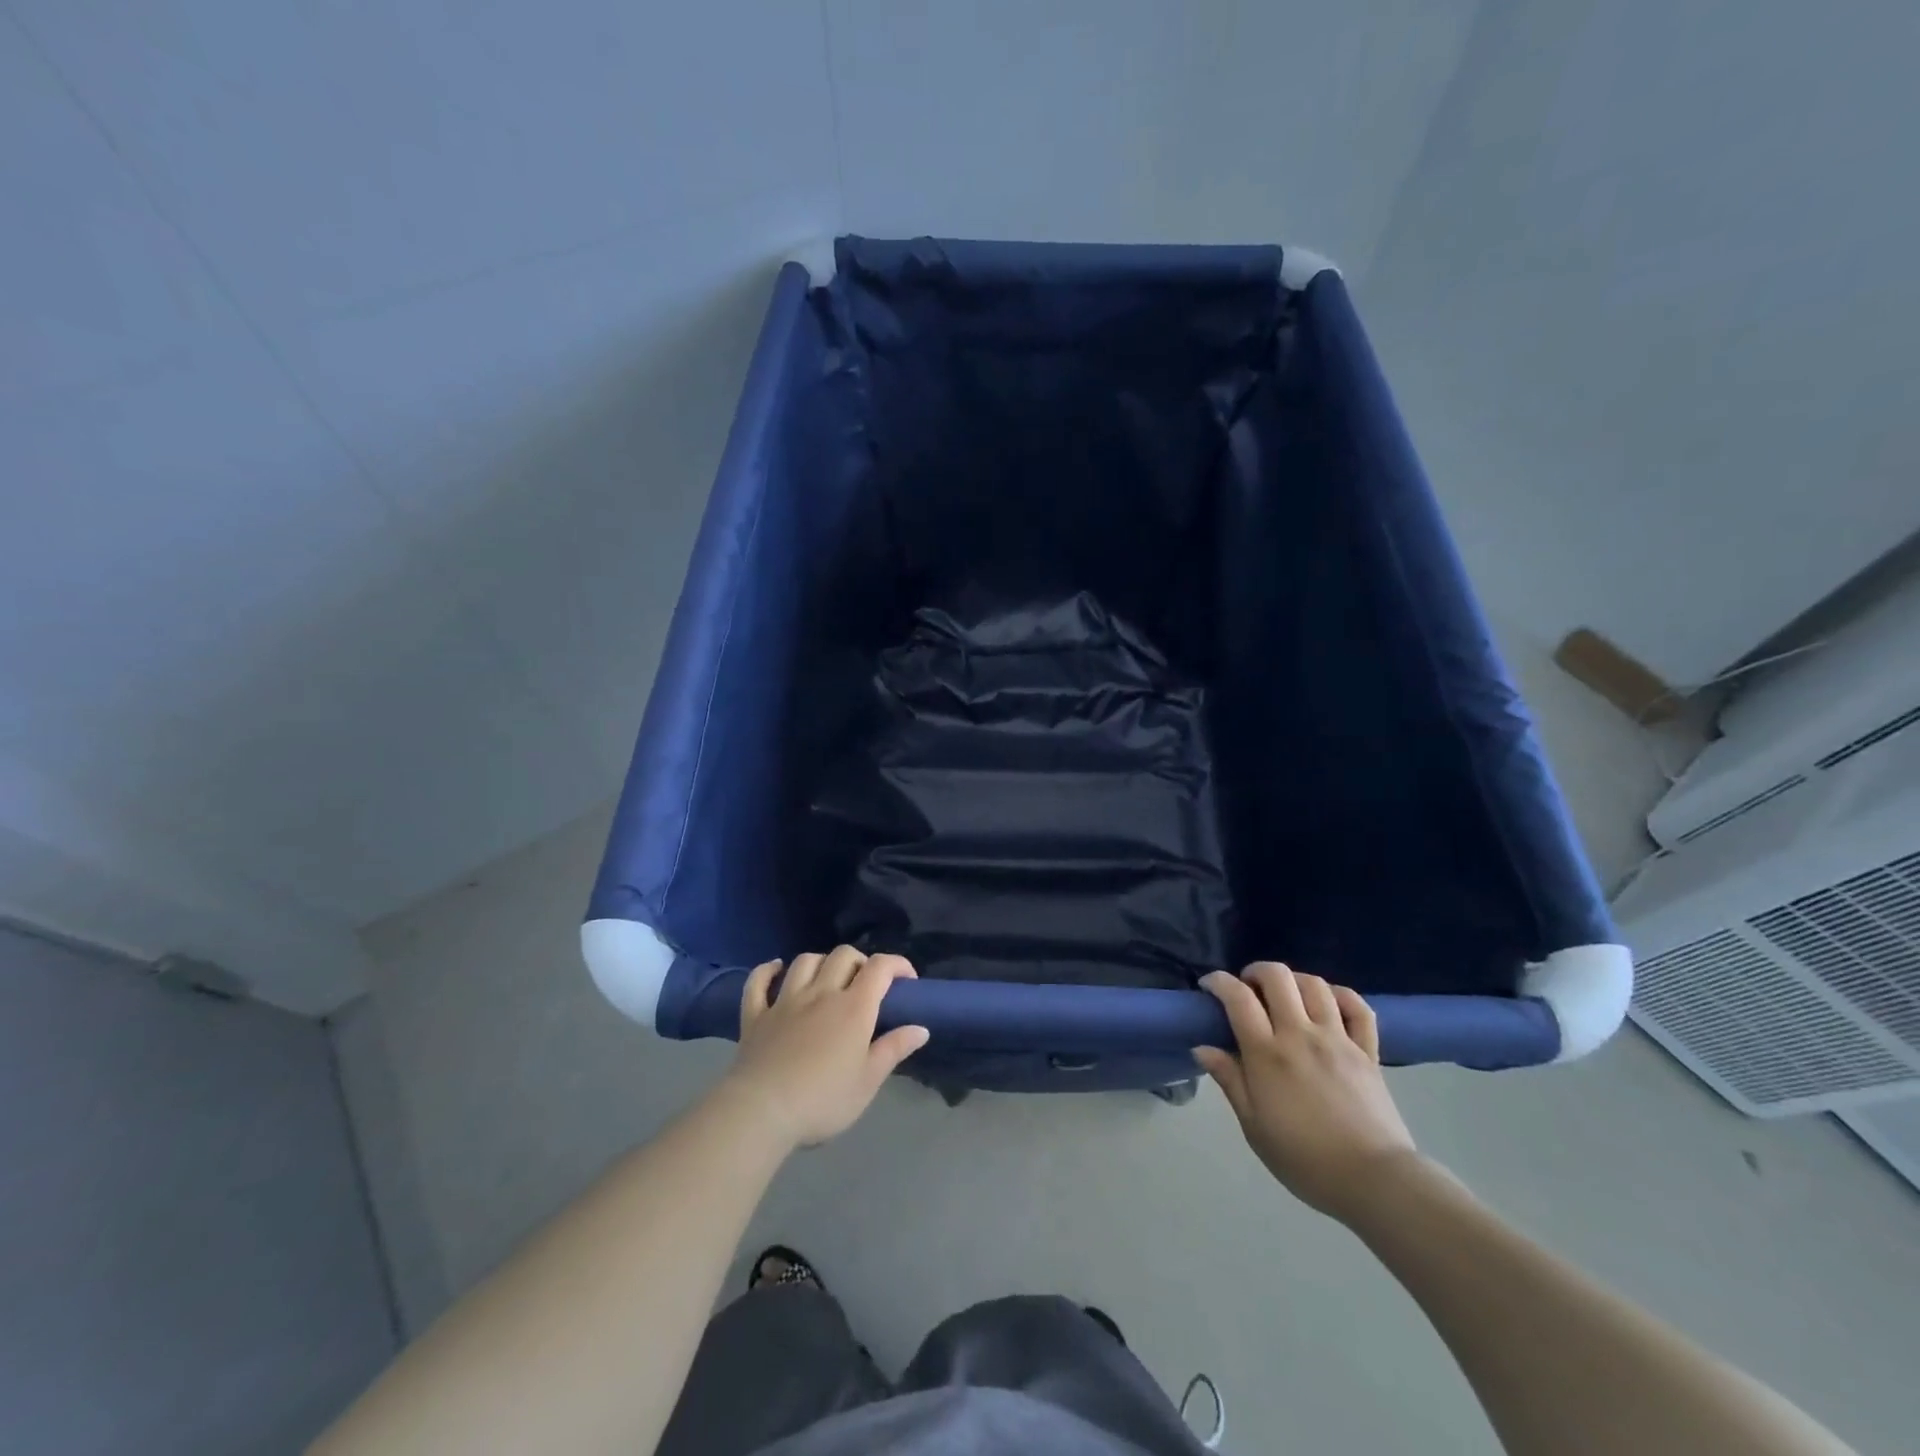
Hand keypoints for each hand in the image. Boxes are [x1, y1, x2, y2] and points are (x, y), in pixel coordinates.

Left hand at [720, 946, 929, 1149]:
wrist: (762, 1112)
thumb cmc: (822, 1100)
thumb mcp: (868, 1082)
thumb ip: (894, 1050)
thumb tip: (921, 1028)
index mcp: (853, 1008)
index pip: (880, 967)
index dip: (897, 964)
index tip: (907, 980)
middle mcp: (820, 993)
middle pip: (843, 955)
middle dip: (860, 961)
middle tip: (866, 985)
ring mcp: (785, 1001)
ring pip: (805, 961)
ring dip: (821, 962)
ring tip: (827, 979)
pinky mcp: (755, 1015)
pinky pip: (758, 981)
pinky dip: (767, 971)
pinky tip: (776, 969)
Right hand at [1194, 963, 1417, 1221]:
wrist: (1375, 1182)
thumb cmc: (1305, 1160)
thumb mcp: (1254, 1127)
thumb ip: (1230, 1081)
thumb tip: (1203, 1047)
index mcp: (1268, 1054)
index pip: (1238, 998)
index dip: (1219, 981)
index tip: (1208, 985)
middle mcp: (1301, 1035)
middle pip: (1277, 977)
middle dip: (1256, 971)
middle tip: (1248, 988)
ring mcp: (1338, 1040)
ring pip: (1315, 985)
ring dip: (1294, 980)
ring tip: (1285, 995)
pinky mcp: (1368, 1052)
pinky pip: (1358, 1008)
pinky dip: (1341, 996)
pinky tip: (1329, 1003)